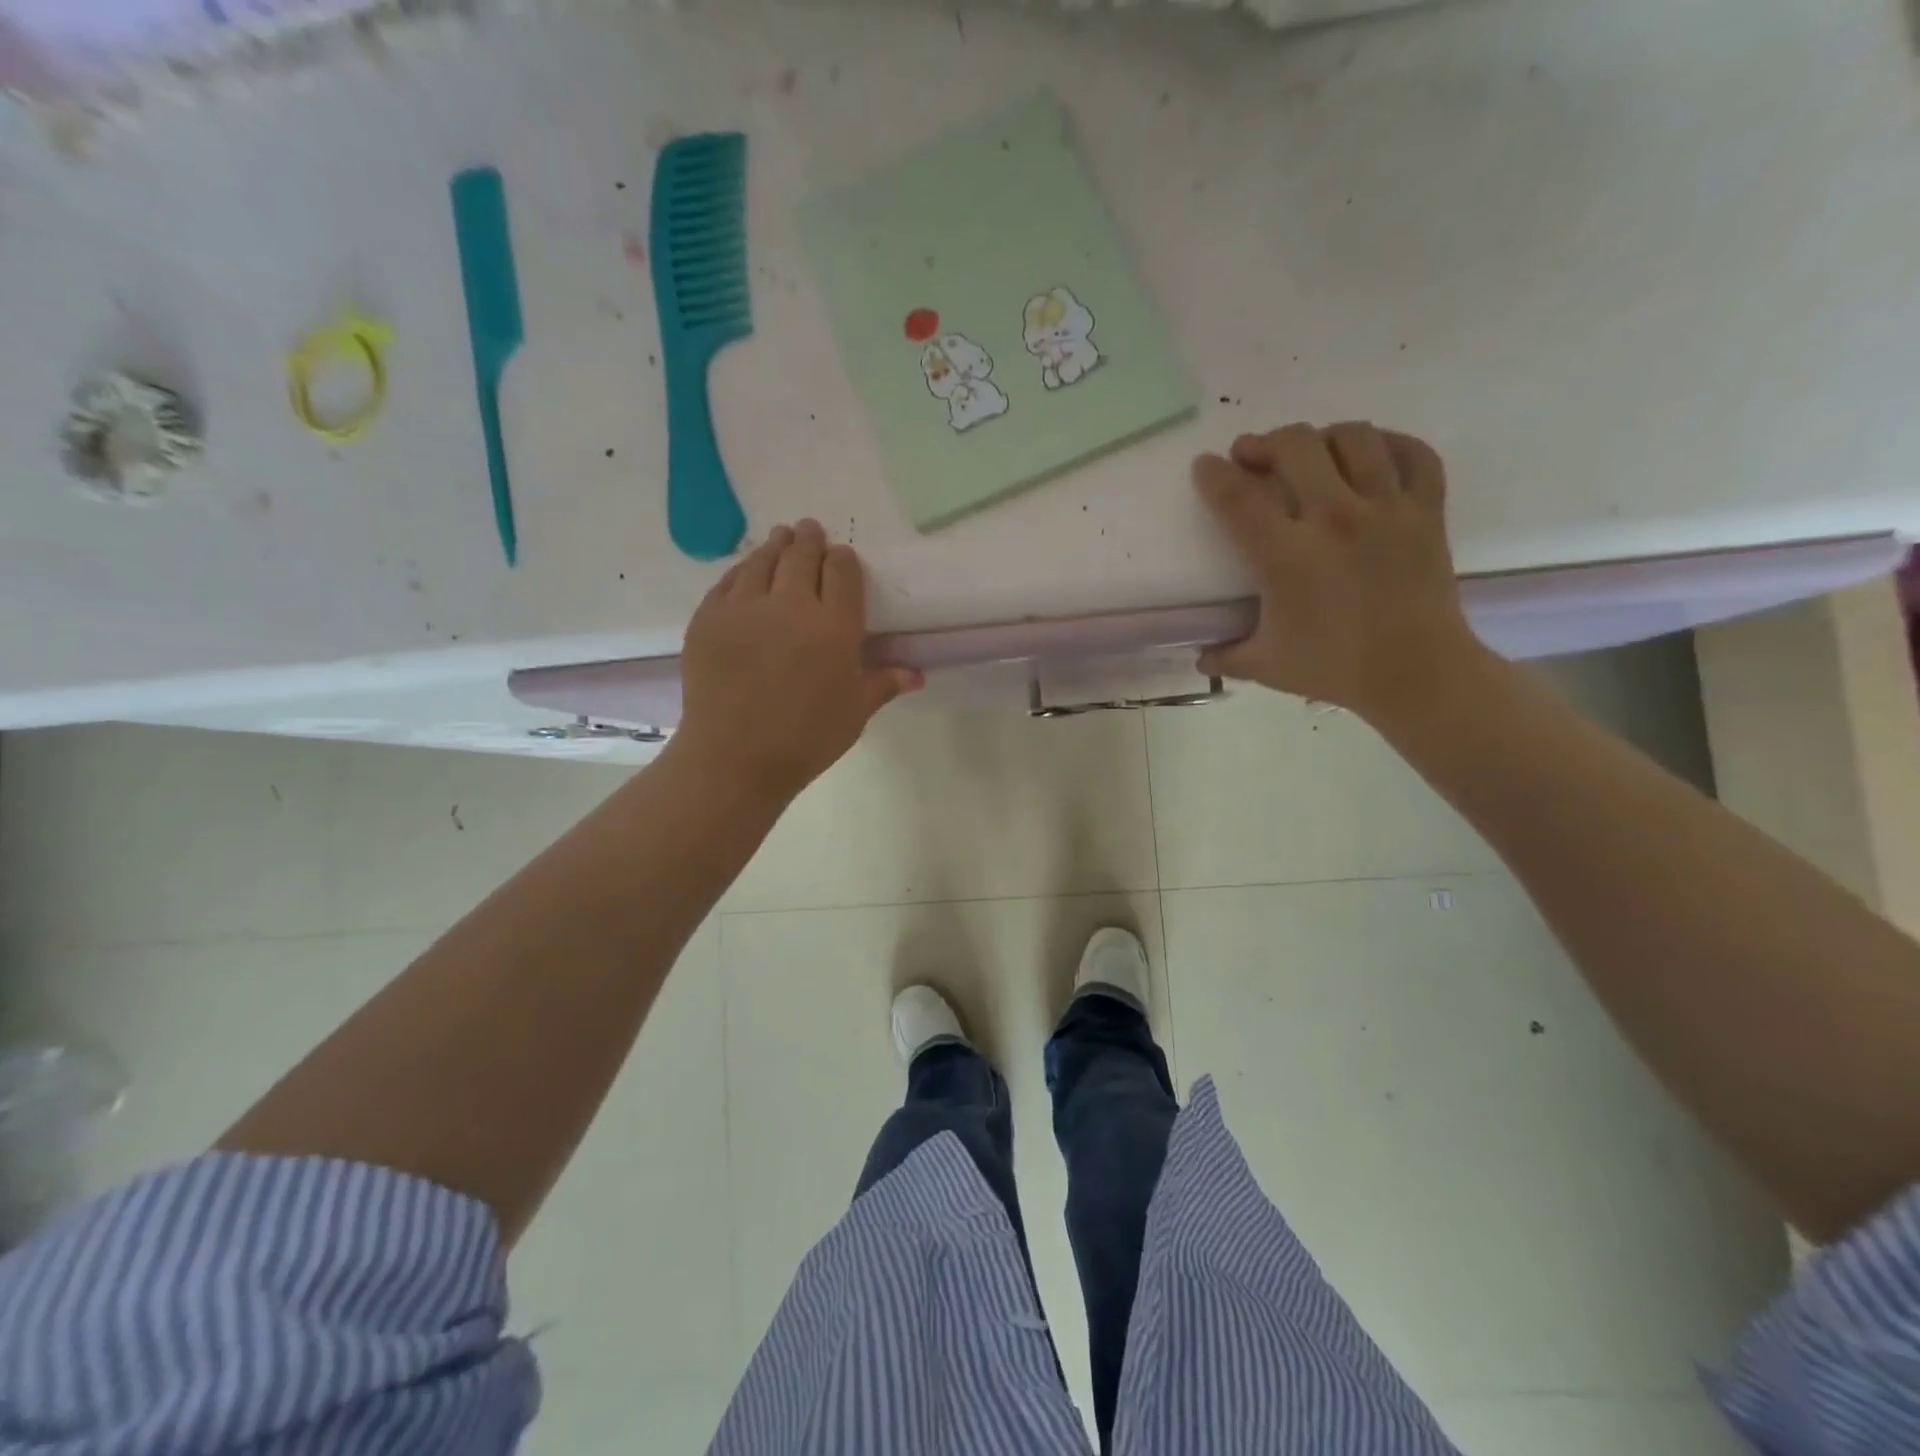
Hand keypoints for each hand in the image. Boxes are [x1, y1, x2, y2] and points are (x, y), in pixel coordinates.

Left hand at [675, 520, 921, 798]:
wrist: (735, 758)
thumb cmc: (806, 739)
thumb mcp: (854, 713)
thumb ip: (883, 683)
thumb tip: (917, 674)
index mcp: (835, 627)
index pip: (842, 573)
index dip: (842, 560)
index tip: (841, 557)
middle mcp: (792, 605)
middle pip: (802, 557)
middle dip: (809, 540)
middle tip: (810, 530)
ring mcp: (745, 608)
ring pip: (762, 561)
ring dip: (775, 545)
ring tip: (781, 537)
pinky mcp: (709, 618)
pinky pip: (728, 581)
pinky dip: (741, 569)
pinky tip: (746, 569)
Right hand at [1193, 422, 1482, 723]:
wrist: (1416, 675)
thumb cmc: (1335, 669)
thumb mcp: (1265, 665)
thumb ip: (1225, 656)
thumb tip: (1199, 656)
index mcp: (1287, 557)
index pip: (1239, 498)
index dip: (1215, 475)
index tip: (1205, 465)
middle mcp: (1335, 520)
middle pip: (1295, 447)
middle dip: (1265, 442)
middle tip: (1252, 455)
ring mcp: (1387, 509)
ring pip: (1354, 438)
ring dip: (1322, 437)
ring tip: (1310, 451)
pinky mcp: (1427, 511)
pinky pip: (1414, 454)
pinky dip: (1390, 443)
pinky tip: (1371, 453)